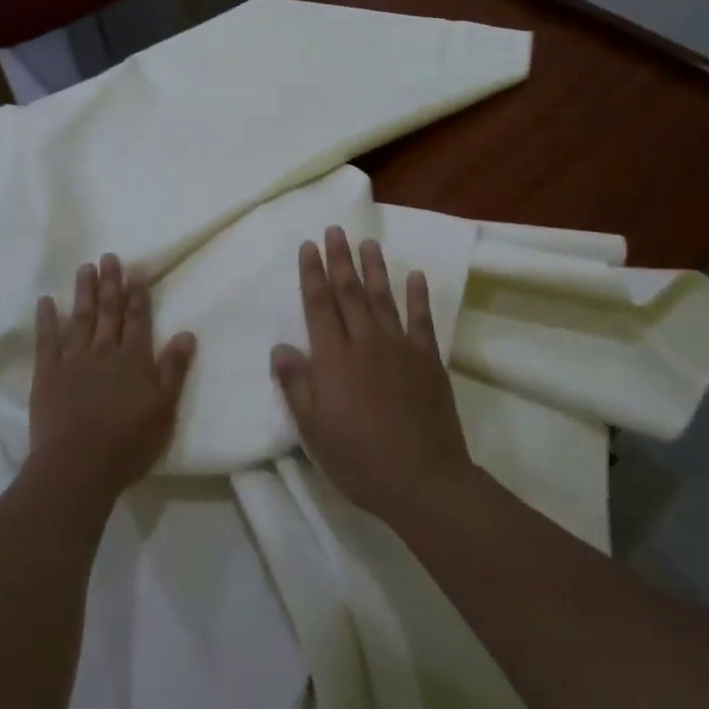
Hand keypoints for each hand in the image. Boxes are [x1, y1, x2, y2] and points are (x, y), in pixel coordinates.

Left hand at [28, 254, 196, 505]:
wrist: (78, 466)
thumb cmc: (128, 443)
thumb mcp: (164, 409)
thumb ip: (174, 369)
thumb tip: (186, 333)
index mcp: (134, 359)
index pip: (138, 318)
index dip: (137, 293)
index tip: (136, 268)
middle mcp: (105, 351)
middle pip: (109, 311)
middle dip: (110, 283)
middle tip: (109, 257)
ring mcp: (74, 361)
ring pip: (81, 318)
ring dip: (83, 292)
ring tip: (85, 268)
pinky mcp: (47, 375)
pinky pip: (46, 341)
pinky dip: (46, 320)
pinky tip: (46, 301)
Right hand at [272, 227, 474, 522]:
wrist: (422, 479)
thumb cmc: (359, 457)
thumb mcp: (313, 429)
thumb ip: (297, 385)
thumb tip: (281, 348)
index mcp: (334, 357)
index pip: (319, 304)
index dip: (312, 273)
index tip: (308, 246)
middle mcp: (365, 341)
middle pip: (349, 291)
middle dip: (340, 259)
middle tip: (335, 230)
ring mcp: (400, 347)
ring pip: (383, 297)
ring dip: (374, 268)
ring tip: (368, 243)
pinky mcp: (427, 358)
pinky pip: (422, 319)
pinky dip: (418, 296)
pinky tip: (416, 276)